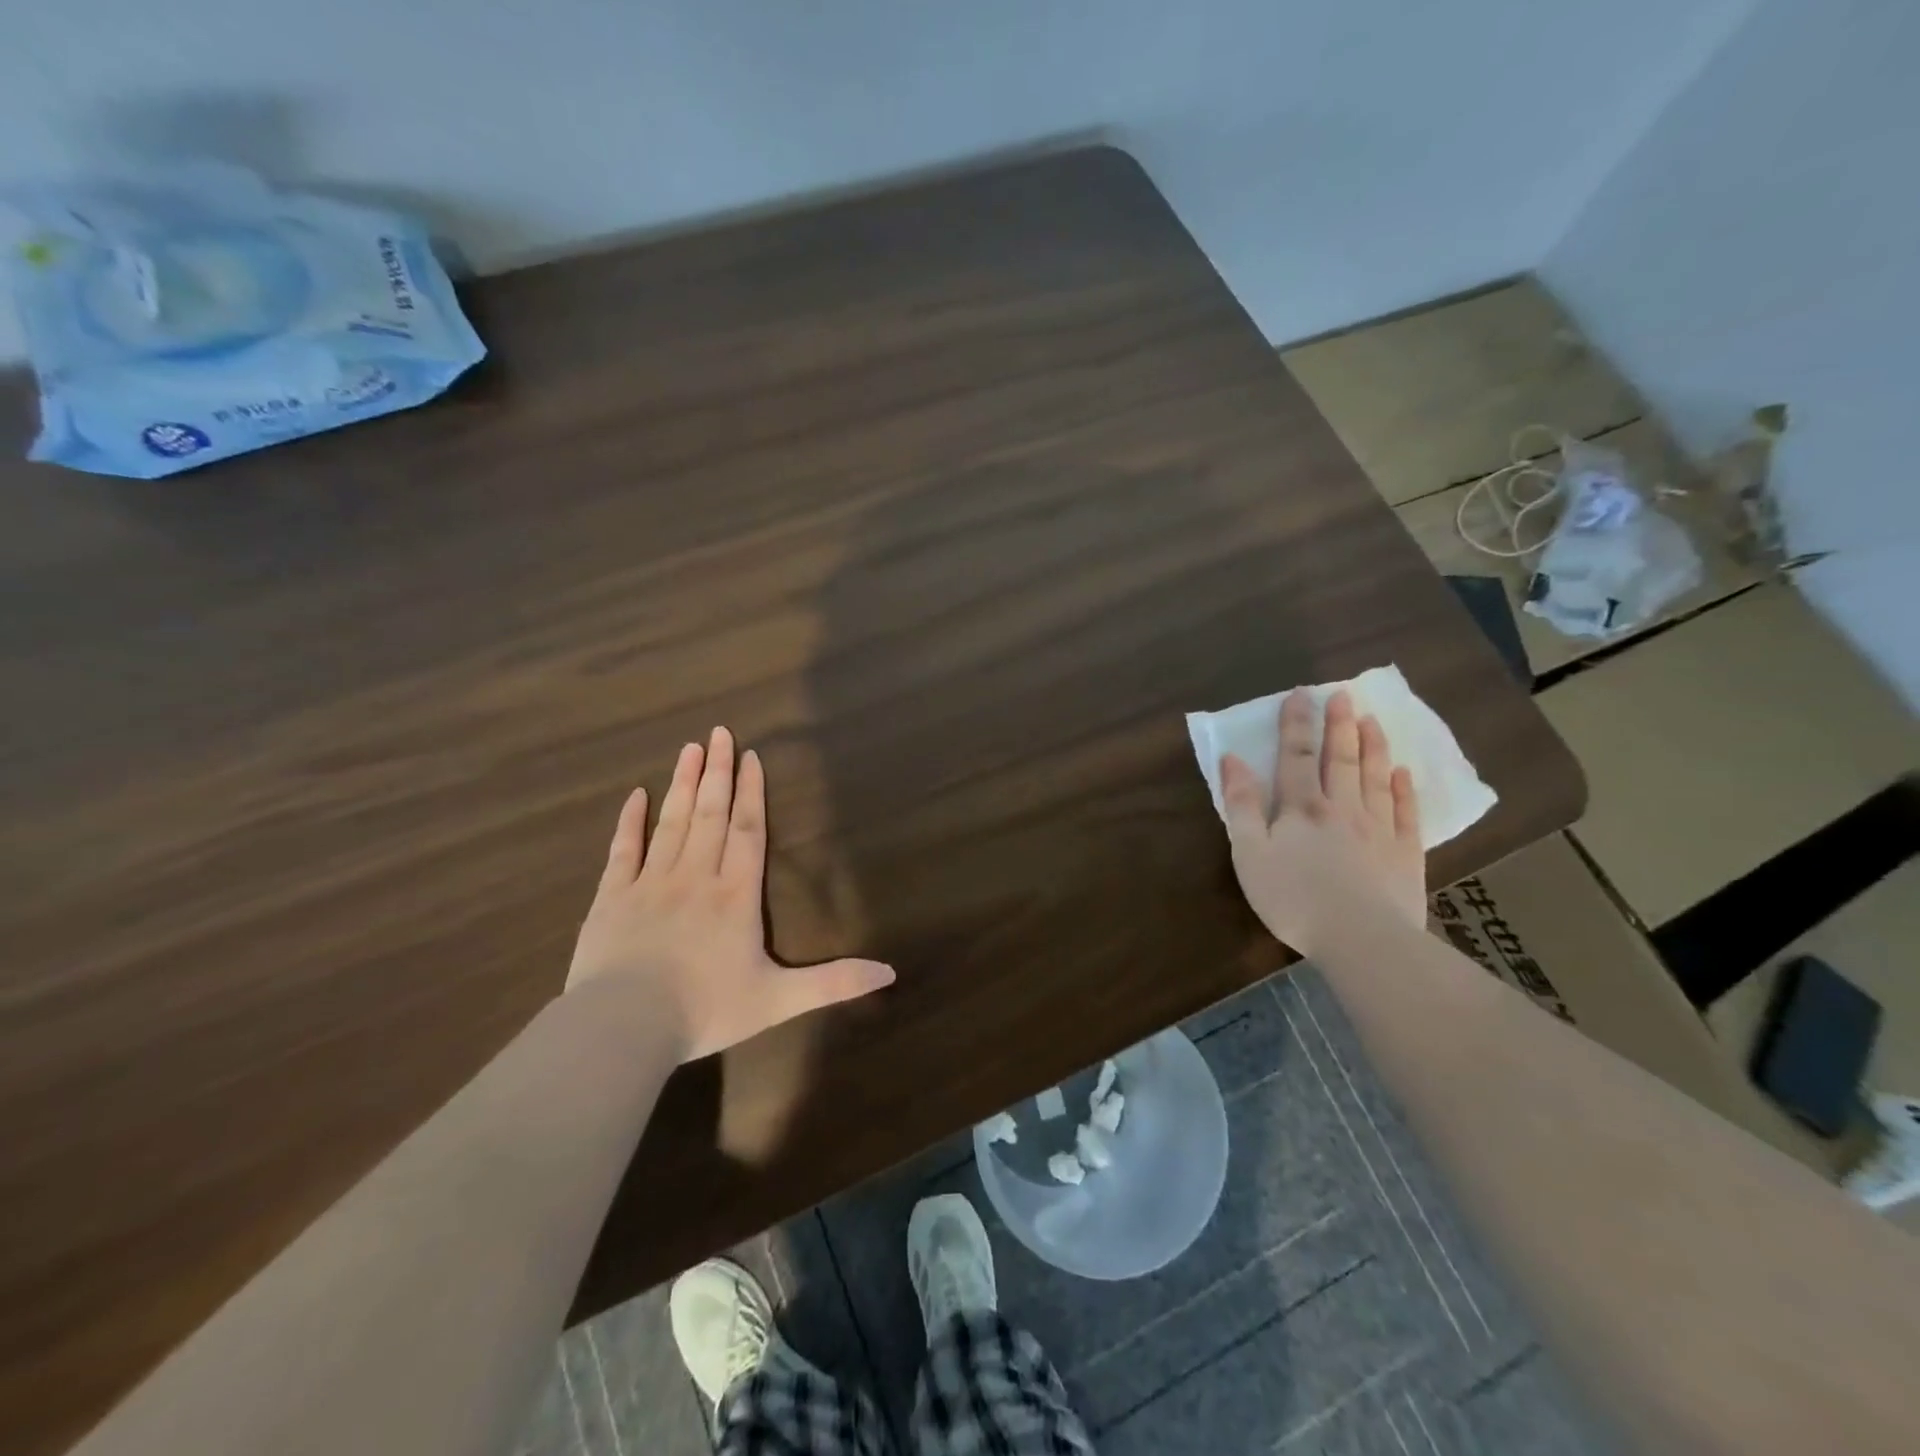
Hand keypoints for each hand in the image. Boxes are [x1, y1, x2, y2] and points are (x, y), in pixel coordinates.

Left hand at [566, 726, 895, 1061]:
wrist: (623, 1028)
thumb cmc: (705, 1010)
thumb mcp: (779, 1000)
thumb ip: (834, 982)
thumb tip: (891, 972)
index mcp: (735, 895)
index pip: (747, 831)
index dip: (751, 792)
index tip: (749, 756)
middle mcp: (696, 877)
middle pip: (710, 814)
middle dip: (717, 772)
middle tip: (718, 732)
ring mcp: (650, 883)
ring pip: (671, 823)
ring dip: (683, 784)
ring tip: (689, 748)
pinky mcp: (611, 897)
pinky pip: (622, 850)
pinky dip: (629, 821)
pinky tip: (636, 795)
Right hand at [1220, 688, 1425, 955]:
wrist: (1361, 938)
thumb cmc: (1293, 897)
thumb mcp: (1249, 853)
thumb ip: (1241, 805)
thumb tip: (1232, 760)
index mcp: (1302, 807)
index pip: (1297, 756)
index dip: (1296, 724)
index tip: (1300, 694)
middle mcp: (1342, 808)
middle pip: (1341, 759)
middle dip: (1339, 725)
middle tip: (1343, 695)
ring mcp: (1378, 829)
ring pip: (1376, 778)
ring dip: (1373, 747)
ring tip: (1373, 721)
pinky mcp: (1405, 854)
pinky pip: (1406, 813)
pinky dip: (1405, 790)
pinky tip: (1404, 774)